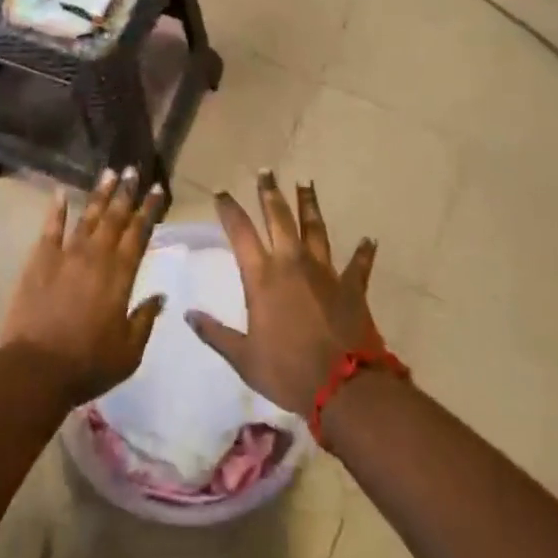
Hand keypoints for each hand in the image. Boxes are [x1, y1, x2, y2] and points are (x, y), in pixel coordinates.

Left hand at [0, 167, 166, 406]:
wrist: (35, 369)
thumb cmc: (87, 364)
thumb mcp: (129, 352)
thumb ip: (145, 319)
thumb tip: (161, 296)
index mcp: (121, 276)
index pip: (139, 234)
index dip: (149, 210)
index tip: (157, 189)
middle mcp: (96, 257)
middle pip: (115, 218)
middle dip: (126, 192)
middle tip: (134, 169)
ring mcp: (66, 255)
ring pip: (87, 216)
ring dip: (99, 194)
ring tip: (109, 172)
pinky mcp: (39, 260)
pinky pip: (50, 228)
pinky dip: (56, 208)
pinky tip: (60, 192)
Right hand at [186, 171, 383, 414]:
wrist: (344, 386)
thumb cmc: (287, 371)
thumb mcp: (243, 358)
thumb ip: (215, 334)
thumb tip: (188, 314)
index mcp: (262, 277)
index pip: (240, 232)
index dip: (229, 209)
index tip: (221, 192)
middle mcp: (292, 263)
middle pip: (279, 218)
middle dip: (269, 193)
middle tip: (266, 171)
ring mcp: (325, 271)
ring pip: (315, 228)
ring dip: (309, 204)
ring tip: (305, 182)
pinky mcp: (352, 286)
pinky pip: (358, 264)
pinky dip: (364, 252)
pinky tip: (369, 239)